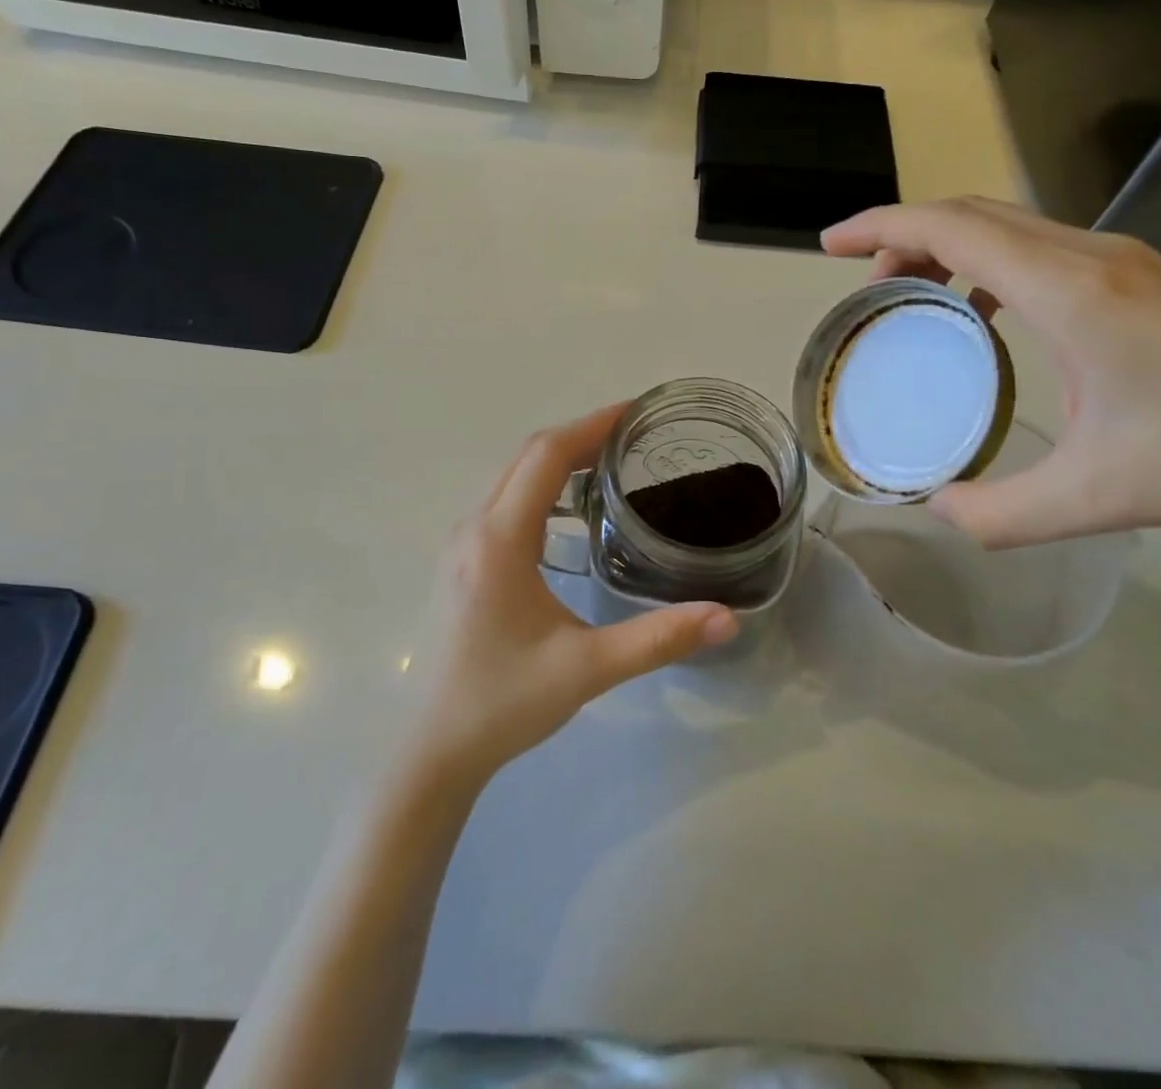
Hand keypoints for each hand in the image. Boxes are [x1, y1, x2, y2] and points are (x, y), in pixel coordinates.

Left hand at [410, 405, 737, 786]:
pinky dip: (541, 486)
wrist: (433, 749)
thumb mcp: (586, 670)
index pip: (545, 456)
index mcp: (500, 540)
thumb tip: (726, 618)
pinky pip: (504, 501)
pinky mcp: (462, 562)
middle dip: (580, 436)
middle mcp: (474, 528)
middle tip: (634, 435)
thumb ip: (658, 639)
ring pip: (512, 477)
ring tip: (611, 463)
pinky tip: (571, 512)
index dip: (591, 425)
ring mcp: (461, 544)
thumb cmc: (503, 703)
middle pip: (527, 457)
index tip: (635, 411)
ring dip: (558, 460)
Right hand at [823, 197, 1160, 547]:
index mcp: (1069, 290)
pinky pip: (1041, 247)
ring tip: (913, 291)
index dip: (879, 225)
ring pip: (1010, 225)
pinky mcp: (1145, 277)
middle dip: (904, 232)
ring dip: (949, 244)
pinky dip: (990, 262)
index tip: (827, 245)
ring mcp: (1125, 260)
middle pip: (973, 213)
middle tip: (863, 279)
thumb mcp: (1098, 498)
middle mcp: (1092, 256)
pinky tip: (988, 312)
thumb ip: (1001, 514)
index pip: (952, 227)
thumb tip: (938, 510)